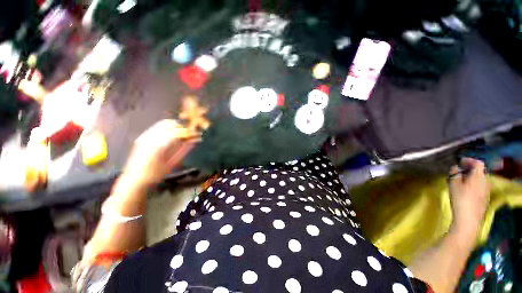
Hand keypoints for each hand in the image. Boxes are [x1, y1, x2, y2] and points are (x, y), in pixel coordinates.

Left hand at [121, 119, 199, 186]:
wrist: (134, 179)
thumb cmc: (155, 174)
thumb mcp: (172, 164)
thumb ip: (184, 150)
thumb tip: (194, 140)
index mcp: (159, 146)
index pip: (177, 133)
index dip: (188, 132)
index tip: (196, 134)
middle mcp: (150, 138)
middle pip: (170, 125)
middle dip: (182, 128)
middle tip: (190, 134)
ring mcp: (145, 136)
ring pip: (163, 124)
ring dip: (175, 127)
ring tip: (182, 134)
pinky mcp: (142, 137)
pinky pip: (157, 127)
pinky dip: (167, 128)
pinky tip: (172, 134)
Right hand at [448, 158, 489, 240]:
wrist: (469, 219)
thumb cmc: (460, 200)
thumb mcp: (453, 185)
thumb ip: (454, 174)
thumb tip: (455, 167)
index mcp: (478, 176)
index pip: (478, 163)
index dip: (470, 160)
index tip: (460, 162)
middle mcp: (485, 181)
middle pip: (480, 171)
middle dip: (471, 169)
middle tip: (460, 171)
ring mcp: (486, 191)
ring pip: (481, 179)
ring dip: (473, 177)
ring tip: (462, 180)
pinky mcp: (485, 198)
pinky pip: (481, 186)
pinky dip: (475, 184)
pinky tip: (467, 190)